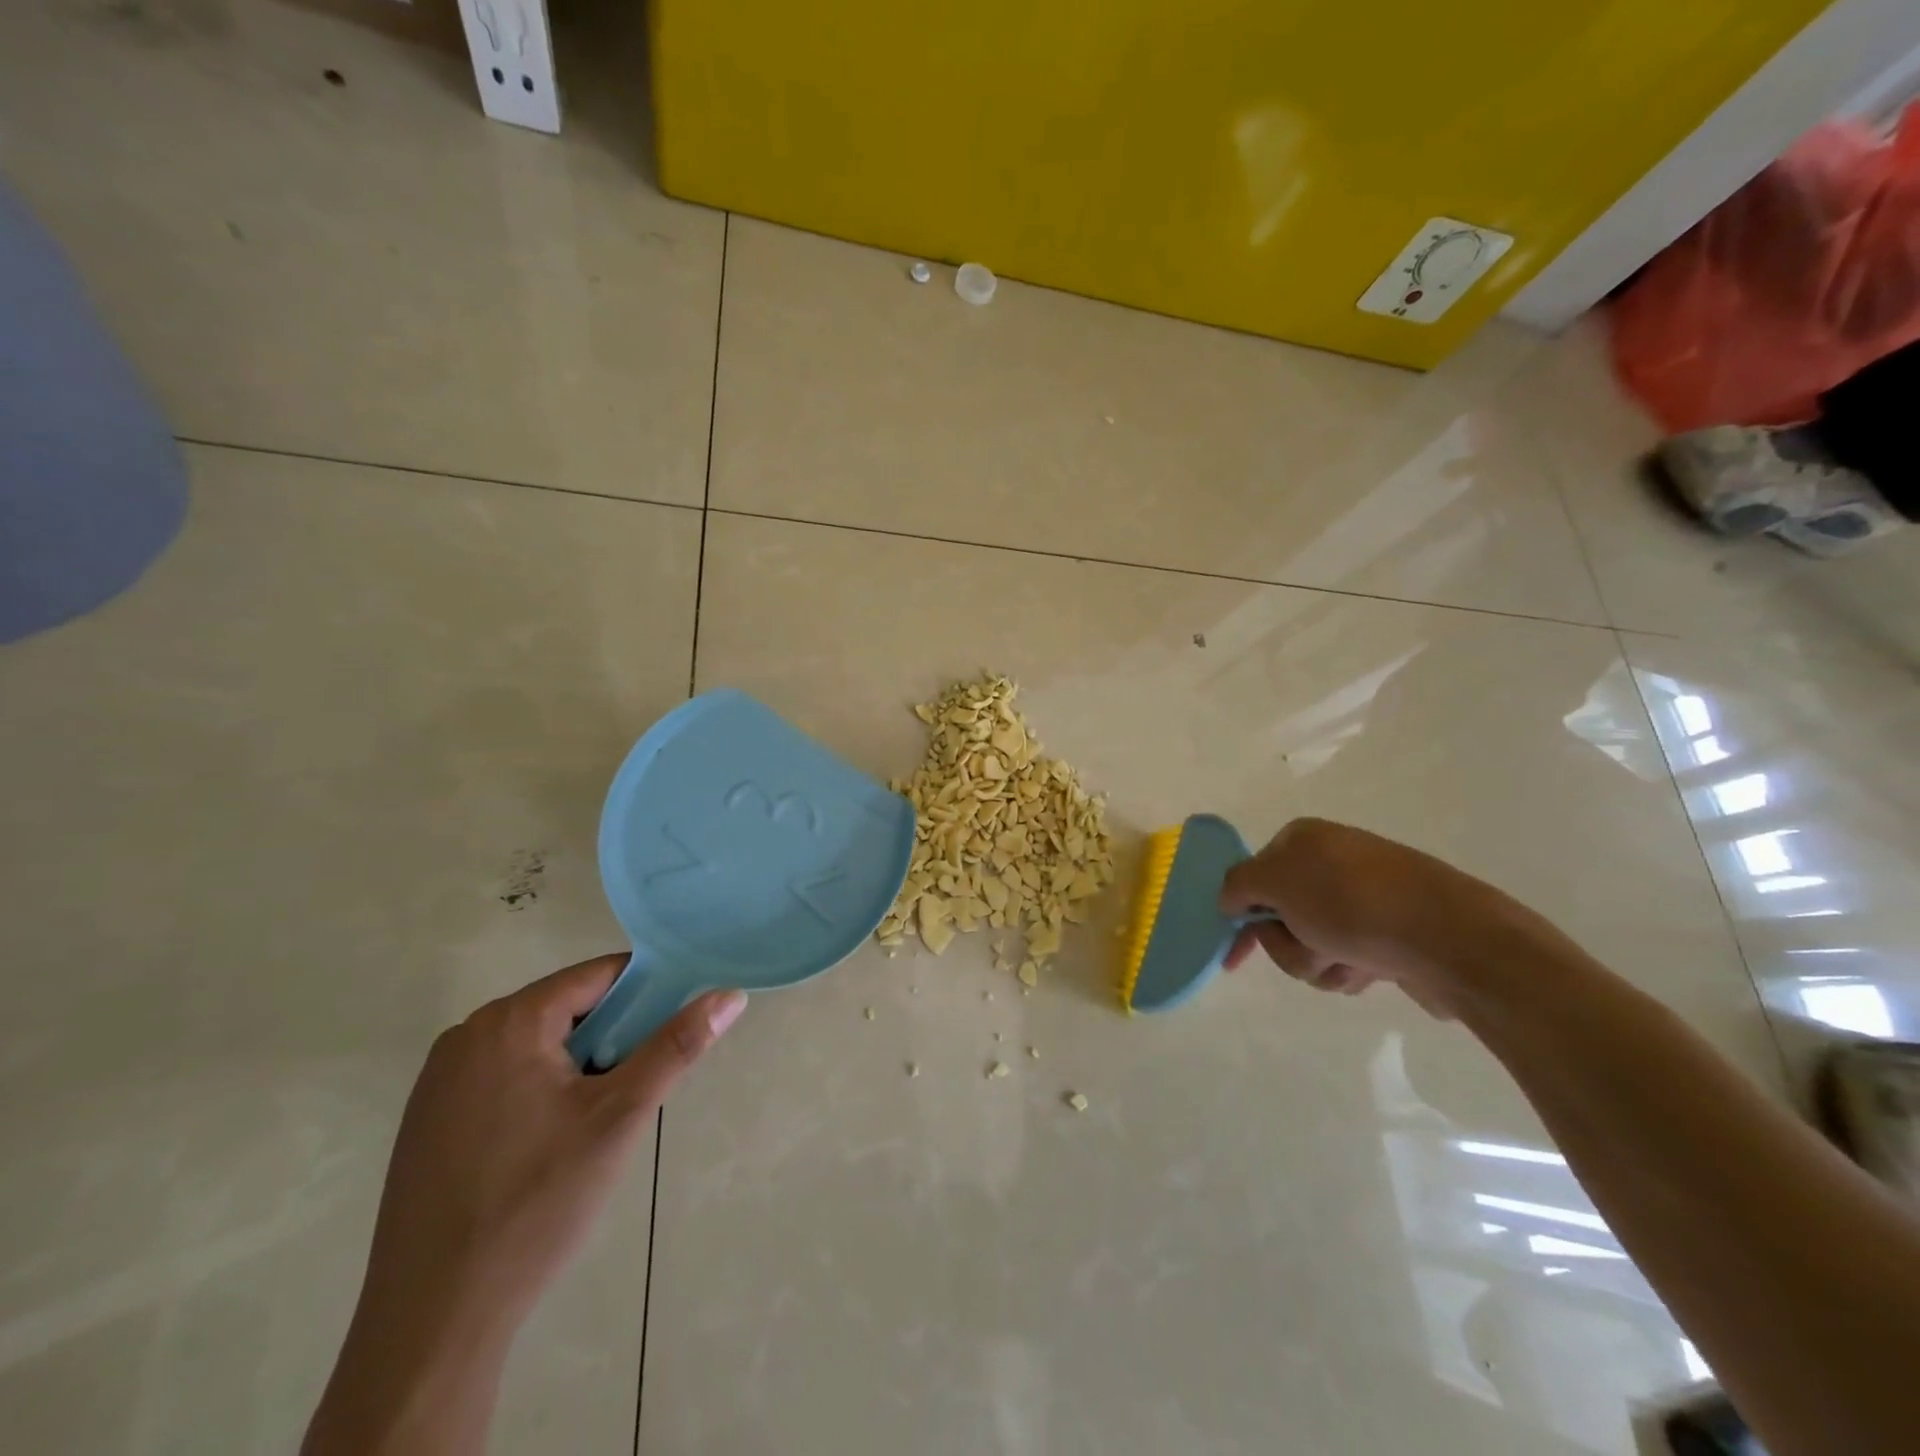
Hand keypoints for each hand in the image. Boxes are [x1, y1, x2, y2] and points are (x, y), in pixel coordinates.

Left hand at [362, 956, 745, 1332]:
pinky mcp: (428, 1118)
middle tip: (634, 1089)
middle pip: (568, 1008)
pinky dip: (540, 1090)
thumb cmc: (537, 1202)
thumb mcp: (621, 1117)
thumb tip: (730, 995)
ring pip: (538, 1044)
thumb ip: (676, 1046)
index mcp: (510, 1022)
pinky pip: (504, 1075)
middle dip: (612, 1036)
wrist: (434, 1317)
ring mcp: (440, 1079)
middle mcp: (468, 1035)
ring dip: (578, 1065)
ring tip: (596, 1122)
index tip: (674, 1028)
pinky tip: (548, 1144)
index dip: (646, 993)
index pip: (598, 975)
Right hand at [1218, 818, 1537, 1018]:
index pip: (1252, 877)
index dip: (1239, 915)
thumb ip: (1237, 885)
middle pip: (1280, 916)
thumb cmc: (1352, 903)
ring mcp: (1363, 898)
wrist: (1451, 939)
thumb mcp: (1276, 882)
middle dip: (1288, 944)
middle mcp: (1331, 862)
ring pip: (1310, 943)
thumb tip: (1231, 899)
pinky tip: (1372, 970)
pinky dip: (1349, 969)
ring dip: (1318, 962)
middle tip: (1312, 947)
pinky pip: (1346, 958)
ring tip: (1349, 962)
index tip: (1233, 957)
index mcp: (1302, 839)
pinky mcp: (1388, 933)